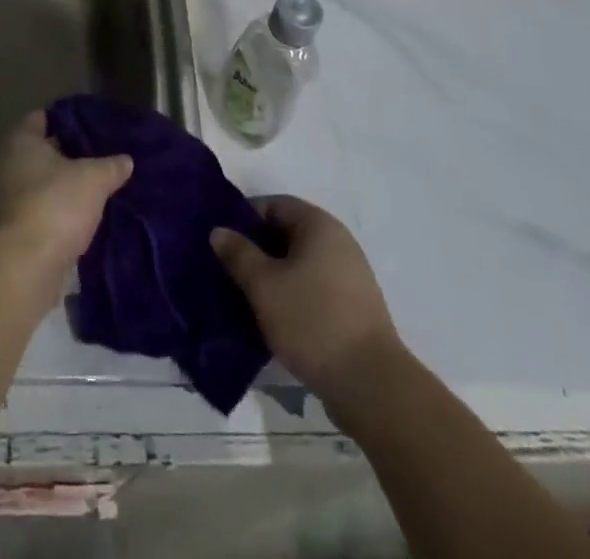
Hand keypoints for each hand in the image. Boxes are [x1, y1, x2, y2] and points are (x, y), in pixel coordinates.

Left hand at [0, 111, 132, 279]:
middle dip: (70, 156)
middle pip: (42, 153)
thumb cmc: (55, 205)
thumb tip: (126, 160)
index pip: (42, 118)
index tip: (93, 125)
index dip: (68, 119)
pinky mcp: (13, 234)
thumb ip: (111, 166)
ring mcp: (6, 202)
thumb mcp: (94, 179)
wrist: (23, 269)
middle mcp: (6, 166)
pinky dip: (59, 215)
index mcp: (20, 141)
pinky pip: (41, 214)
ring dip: (65, 189)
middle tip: (102, 157)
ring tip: (99, 189)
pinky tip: (85, 219)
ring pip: (42, 186)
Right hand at [211, 196, 401, 402]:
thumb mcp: (264, 286)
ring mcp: (350, 274)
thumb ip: (239, 254)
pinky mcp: (354, 306)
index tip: (222, 241)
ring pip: (300, 263)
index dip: (245, 218)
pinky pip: (314, 287)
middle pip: (288, 233)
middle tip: (228, 270)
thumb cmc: (312, 321)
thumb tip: (219, 230)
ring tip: (246, 296)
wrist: (370, 384)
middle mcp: (338, 241)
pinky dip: (292, 295)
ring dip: (274, 275)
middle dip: (257, 249)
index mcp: (319, 224)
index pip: (274, 205)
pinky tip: (274, 318)